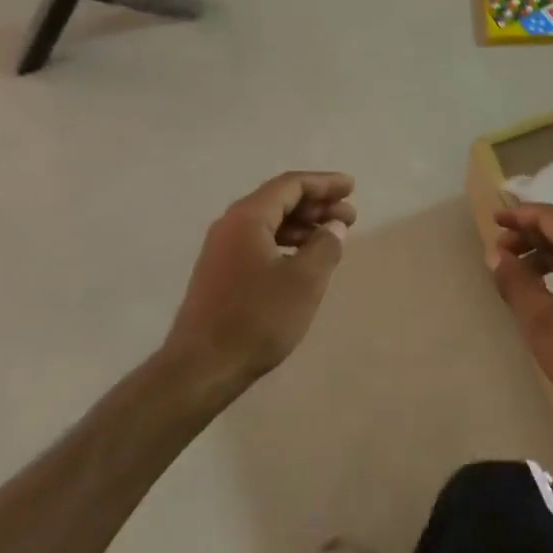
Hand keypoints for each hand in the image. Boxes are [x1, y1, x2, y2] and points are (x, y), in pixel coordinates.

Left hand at [165, 172, 356, 388]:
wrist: (200, 369)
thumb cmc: (256, 319)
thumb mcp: (304, 281)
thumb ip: (325, 246)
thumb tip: (334, 226)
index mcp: (248, 217)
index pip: (291, 184)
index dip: (324, 183)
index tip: (352, 188)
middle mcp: (230, 225)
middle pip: (279, 200)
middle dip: (317, 204)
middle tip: (350, 216)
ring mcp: (222, 249)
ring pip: (270, 222)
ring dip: (303, 225)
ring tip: (333, 237)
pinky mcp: (221, 273)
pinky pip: (259, 242)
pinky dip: (287, 242)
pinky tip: (304, 259)